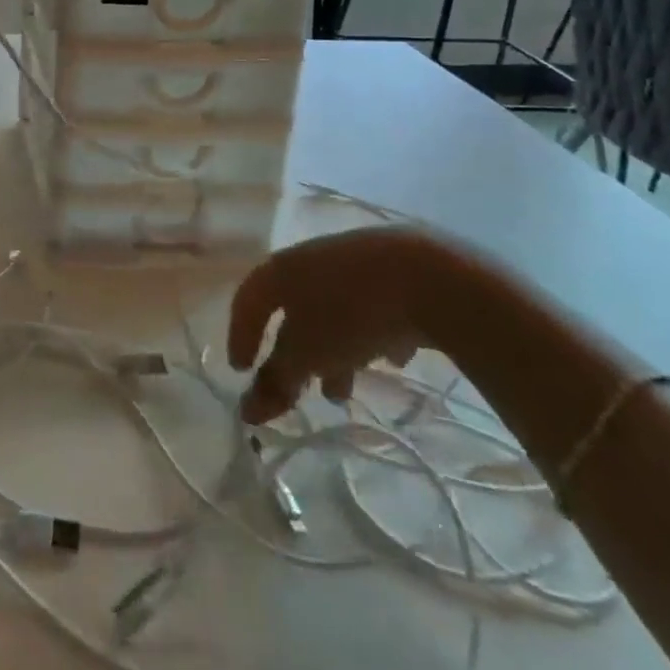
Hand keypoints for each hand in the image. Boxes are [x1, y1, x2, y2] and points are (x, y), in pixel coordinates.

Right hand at [227, 225, 469, 422]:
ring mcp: (354, 259)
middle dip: (296, 352)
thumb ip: (276, 382)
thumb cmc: (351, 314)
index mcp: (282, 269)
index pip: (247, 300)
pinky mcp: (396, 268)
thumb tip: (246, 411)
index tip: (241, 371)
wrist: (429, 276)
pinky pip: (372, 305)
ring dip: (334, 349)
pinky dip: (371, 332)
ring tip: (347, 390)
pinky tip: (390, 357)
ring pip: (334, 309)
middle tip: (303, 388)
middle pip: (293, 308)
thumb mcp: (308, 355)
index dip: (240, 335)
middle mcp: (311, 258)